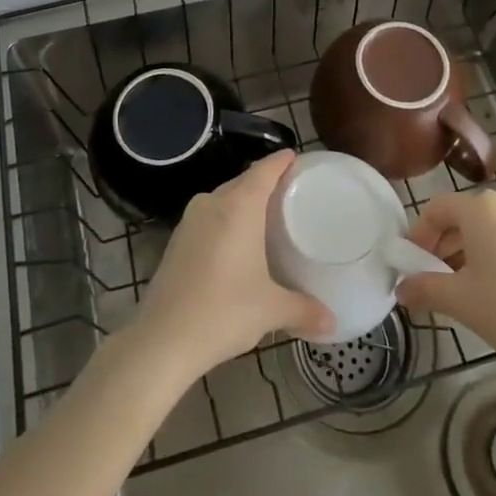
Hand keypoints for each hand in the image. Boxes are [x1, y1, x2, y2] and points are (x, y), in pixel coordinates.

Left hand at [129, 151, 332, 381]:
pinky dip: (224, 220)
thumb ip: (304, 310)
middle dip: (264, 182)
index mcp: (239, 206)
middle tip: (288, 191)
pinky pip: (208, 217)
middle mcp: (213, 203)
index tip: (295, 157)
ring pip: (222, 199)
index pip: (264, 170)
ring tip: (265, 215)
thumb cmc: (224, 311)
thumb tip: (333, 322)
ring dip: (242, 202)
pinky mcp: (176, 240)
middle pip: (243, 181)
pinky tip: (235, 242)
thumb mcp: (271, 310)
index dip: (280, 161)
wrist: (163, 338)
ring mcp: (190, 220)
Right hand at [396, 189, 495, 374]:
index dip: (418, 235)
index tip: (410, 265)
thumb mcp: (460, 300)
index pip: (436, 209)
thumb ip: (424, 289)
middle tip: (432, 281)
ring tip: (461, 291)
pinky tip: (493, 292)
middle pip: (462, 218)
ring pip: (487, 230)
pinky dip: (493, 257)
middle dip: (441, 247)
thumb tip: (400, 290)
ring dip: (466, 254)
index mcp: (480, 208)